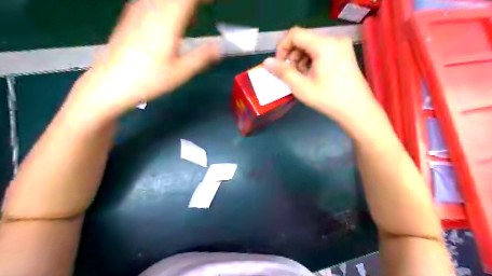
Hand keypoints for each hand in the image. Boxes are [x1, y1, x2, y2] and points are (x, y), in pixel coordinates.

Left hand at [62, 0, 219, 124]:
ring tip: (191, 17)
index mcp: (167, 21)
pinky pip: (153, 1)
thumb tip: (219, 47)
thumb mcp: (181, 72)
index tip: (212, 2)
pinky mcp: (131, 15)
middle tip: (206, 6)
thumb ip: (202, 57)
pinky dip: (166, 5)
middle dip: (193, 1)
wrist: (111, 82)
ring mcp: (139, 10)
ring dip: (180, 4)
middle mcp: (152, 9)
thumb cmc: (149, 79)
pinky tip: (171, 19)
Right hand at [264, 26, 377, 126]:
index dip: (282, 47)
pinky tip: (312, 76)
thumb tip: (266, 62)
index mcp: (324, 44)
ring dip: (301, 59)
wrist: (357, 110)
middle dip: (292, 56)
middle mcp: (334, 39)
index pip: (295, 34)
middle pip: (304, 39)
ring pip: (312, 46)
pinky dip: (312, 61)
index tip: (279, 65)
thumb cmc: (328, 99)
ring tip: (302, 77)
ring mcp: (341, 46)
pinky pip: (322, 51)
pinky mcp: (345, 53)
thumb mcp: (301, 87)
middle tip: (291, 74)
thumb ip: (282, 72)